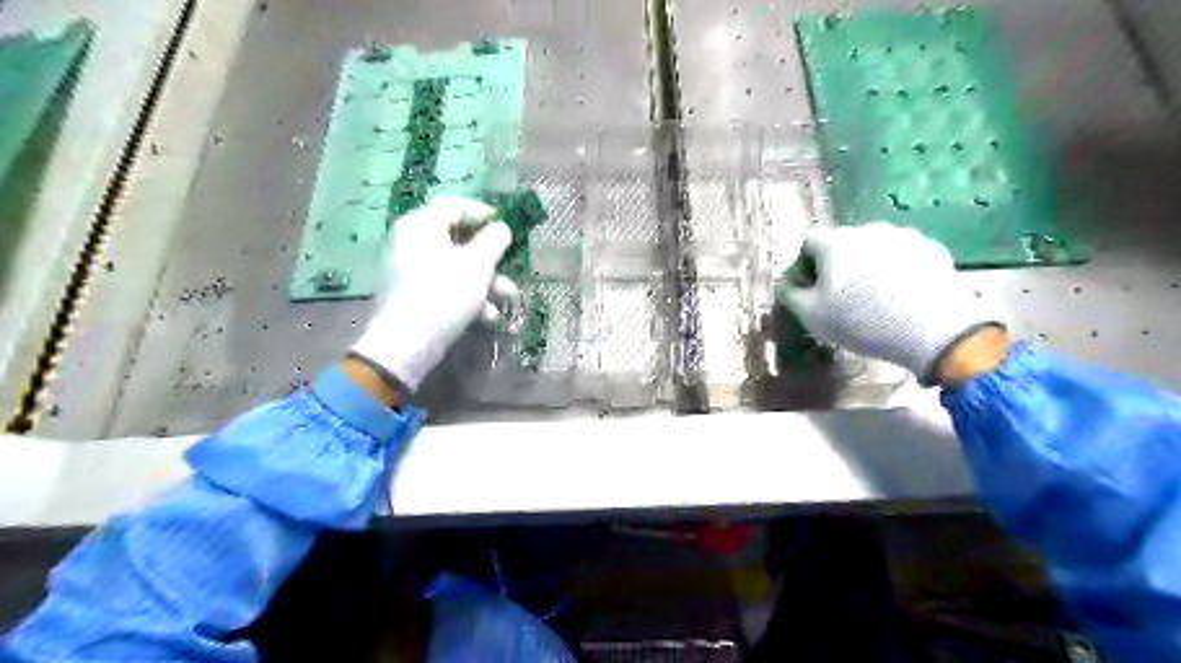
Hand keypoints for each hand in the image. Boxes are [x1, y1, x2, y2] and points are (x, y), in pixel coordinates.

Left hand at [346, 197, 517, 393]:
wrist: (407, 343)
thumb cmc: (445, 294)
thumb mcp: (477, 265)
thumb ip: (493, 241)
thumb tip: (500, 228)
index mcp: (421, 225)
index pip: (454, 205)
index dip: (483, 212)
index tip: (506, 225)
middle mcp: (410, 241)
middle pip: (457, 239)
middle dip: (490, 256)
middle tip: (510, 263)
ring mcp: (408, 270)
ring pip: (455, 266)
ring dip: (485, 280)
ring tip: (508, 298)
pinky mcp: (411, 295)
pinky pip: (444, 285)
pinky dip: (467, 296)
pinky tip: (487, 316)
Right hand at [782, 222, 998, 384]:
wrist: (935, 331)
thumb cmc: (861, 322)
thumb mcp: (811, 316)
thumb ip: (790, 295)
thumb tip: (787, 284)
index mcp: (835, 241)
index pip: (808, 244)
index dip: (803, 268)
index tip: (808, 293)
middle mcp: (868, 229)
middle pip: (841, 244)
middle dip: (835, 267)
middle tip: (838, 298)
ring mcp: (904, 236)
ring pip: (873, 250)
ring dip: (866, 268)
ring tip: (872, 299)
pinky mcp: (933, 250)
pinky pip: (902, 258)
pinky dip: (894, 272)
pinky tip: (900, 298)